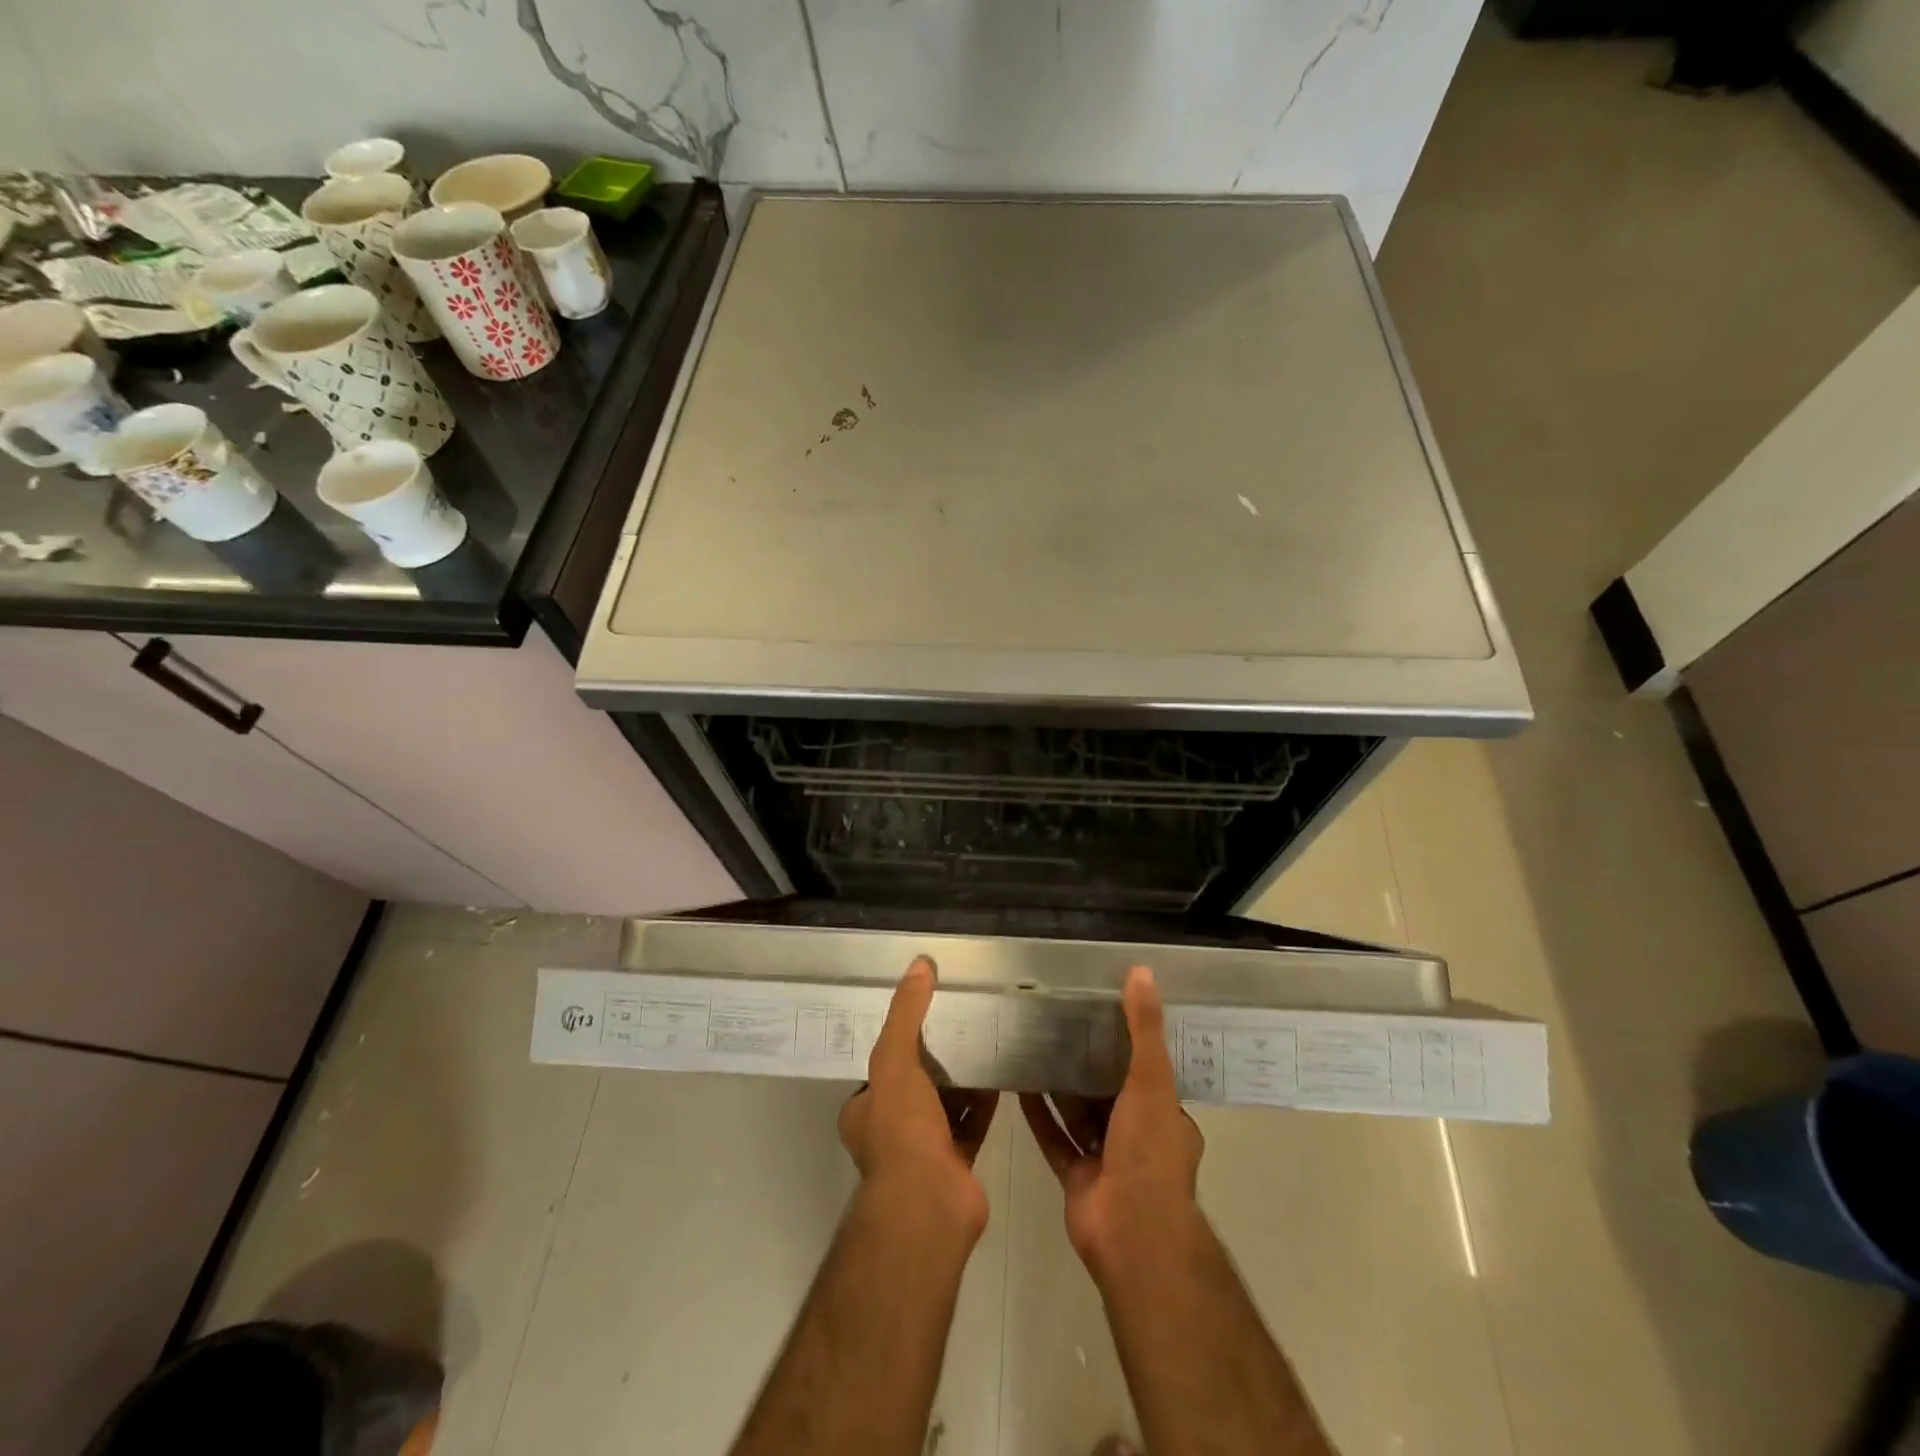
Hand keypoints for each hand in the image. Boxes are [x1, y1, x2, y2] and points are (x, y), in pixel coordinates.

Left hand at [839, 956, 998, 1236]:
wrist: (930, 1204)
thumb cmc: (901, 1130)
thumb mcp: (895, 1060)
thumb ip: (906, 1014)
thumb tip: (919, 964)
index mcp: (863, 1111)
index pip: (878, 1069)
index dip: (898, 1043)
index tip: (923, 1017)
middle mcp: (889, 1131)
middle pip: (913, 1086)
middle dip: (933, 1061)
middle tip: (958, 1025)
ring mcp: (923, 1151)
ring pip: (942, 1106)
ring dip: (960, 1081)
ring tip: (981, 1042)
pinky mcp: (955, 1163)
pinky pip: (970, 1124)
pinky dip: (982, 1103)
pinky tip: (1000, 1076)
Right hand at [1021, 965, 1204, 1278]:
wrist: (1131, 1232)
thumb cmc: (1149, 1151)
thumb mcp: (1152, 1079)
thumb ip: (1144, 1028)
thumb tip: (1142, 972)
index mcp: (1164, 1118)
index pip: (1147, 1073)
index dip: (1126, 1045)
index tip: (1100, 1014)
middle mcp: (1137, 1138)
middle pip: (1108, 1092)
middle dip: (1087, 1064)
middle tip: (1058, 1026)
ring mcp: (1105, 1161)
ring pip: (1079, 1115)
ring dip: (1059, 1087)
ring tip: (1034, 1047)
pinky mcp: (1076, 1178)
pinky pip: (1054, 1138)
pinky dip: (1039, 1115)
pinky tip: (1019, 1086)